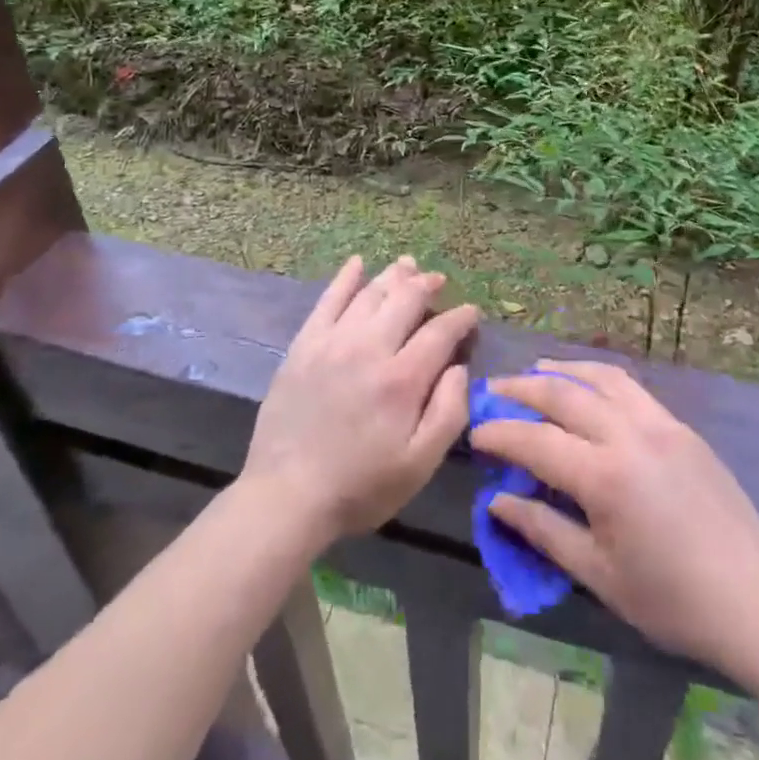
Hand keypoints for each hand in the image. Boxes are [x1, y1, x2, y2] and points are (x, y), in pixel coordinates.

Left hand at [242, 256, 476, 545]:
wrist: (286, 496)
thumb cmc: (361, 486)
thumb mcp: (419, 465)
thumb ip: (449, 412)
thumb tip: (458, 367)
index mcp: (402, 379)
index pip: (440, 332)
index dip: (460, 318)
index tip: (471, 313)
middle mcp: (369, 347)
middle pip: (405, 300)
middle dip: (427, 285)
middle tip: (439, 281)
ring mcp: (333, 341)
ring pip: (370, 293)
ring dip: (393, 276)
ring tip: (408, 266)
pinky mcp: (305, 344)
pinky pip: (328, 299)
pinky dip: (345, 278)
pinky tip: (357, 263)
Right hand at [469, 360, 758, 678]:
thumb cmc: (673, 601)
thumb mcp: (599, 576)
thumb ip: (544, 531)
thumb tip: (497, 501)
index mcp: (605, 476)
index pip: (536, 441)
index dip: (500, 434)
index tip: (475, 433)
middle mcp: (629, 435)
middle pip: (563, 394)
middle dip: (522, 389)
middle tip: (495, 390)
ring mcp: (660, 423)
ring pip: (600, 377)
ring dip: (562, 370)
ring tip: (536, 372)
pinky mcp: (681, 427)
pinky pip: (630, 387)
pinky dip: (598, 377)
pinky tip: (588, 388)